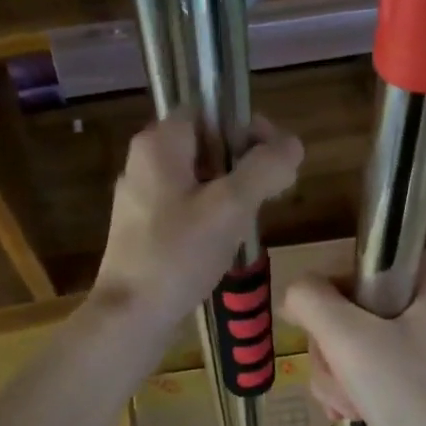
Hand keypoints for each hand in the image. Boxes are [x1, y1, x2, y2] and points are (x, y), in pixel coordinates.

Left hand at [92, 114, 302, 332]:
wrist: (132, 315)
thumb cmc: (178, 254)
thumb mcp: (231, 207)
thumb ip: (265, 168)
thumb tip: (293, 144)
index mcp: (159, 144)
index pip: (209, 110)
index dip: (245, 126)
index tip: (271, 157)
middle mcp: (145, 162)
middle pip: (206, 144)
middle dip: (243, 163)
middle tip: (269, 193)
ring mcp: (142, 197)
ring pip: (199, 178)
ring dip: (231, 191)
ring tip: (250, 220)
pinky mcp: (144, 228)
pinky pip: (187, 206)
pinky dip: (211, 214)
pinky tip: (225, 241)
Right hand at [281, 249, 425, 425]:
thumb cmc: (417, 396)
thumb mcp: (352, 342)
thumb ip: (311, 302)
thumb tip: (295, 293)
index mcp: (425, 270)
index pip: (347, 270)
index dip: (327, 308)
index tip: (333, 344)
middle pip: (346, 311)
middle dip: (334, 355)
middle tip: (348, 384)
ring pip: (353, 345)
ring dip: (341, 379)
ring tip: (356, 407)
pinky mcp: (424, 372)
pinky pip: (372, 369)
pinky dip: (358, 392)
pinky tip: (361, 415)